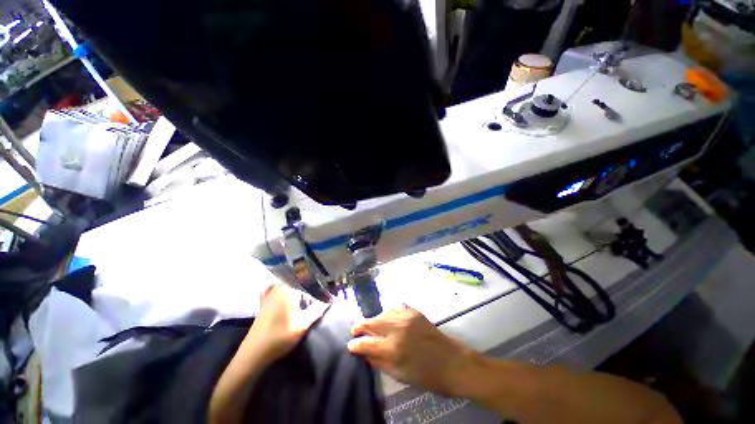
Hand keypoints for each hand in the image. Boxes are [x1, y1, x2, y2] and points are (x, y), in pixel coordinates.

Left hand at [246, 284, 329, 362]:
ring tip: (309, 288)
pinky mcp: (264, 301)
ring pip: (288, 282)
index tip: (327, 283)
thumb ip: (318, 310)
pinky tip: (289, 292)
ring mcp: (270, 293)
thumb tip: (330, 299)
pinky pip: (276, 287)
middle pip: (297, 278)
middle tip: (321, 285)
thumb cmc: (280, 337)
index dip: (318, 279)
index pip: (306, 277)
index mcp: (288, 289)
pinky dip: (284, 287)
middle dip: (309, 280)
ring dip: (299, 284)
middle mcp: (278, 287)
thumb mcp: (303, 324)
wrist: (254, 352)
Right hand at [347, 305, 476, 396]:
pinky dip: (389, 312)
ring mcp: (406, 317)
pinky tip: (389, 317)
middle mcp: (397, 328)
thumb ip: (379, 362)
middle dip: (360, 325)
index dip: (355, 344)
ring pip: (383, 312)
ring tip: (373, 325)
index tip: (350, 344)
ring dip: (375, 318)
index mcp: (393, 349)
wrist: (453, 362)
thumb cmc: (427, 376)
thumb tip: (365, 352)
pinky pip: (396, 307)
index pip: (366, 343)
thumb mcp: (400, 375)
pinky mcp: (414, 311)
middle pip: (372, 321)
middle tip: (355, 329)